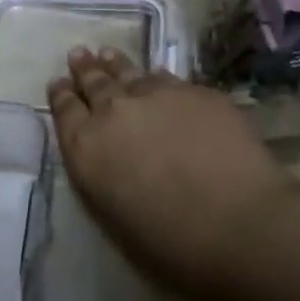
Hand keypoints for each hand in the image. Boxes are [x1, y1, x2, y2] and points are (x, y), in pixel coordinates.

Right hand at [47, 48, 299, 300]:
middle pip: (95, 84)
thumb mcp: (116, 217)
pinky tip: (156, 75)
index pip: (65, 113)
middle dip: (85, 70)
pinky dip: (155, 76)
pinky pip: (167, 78)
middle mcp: (115, 113)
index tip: (58, 82)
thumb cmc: (174, 245)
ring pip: (129, 73)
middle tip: (79, 54)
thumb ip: (105, 176)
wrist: (241, 224)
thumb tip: (111, 155)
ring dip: (116, 65)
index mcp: (88, 150)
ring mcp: (157, 95)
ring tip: (107, 54)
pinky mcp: (195, 91)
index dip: (61, 96)